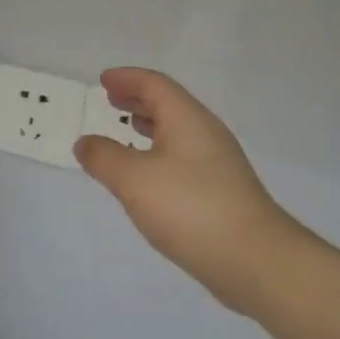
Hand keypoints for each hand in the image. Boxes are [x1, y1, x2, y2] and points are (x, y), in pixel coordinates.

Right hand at [73, 68, 306, 309]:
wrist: (253, 259)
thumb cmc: (189, 207)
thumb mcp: (133, 178)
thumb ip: (104, 156)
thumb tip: (85, 142)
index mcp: (187, 119)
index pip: (155, 85)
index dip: (127, 78)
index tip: (103, 80)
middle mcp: (206, 134)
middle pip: (169, 104)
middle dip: (138, 99)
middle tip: (110, 100)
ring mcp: (217, 164)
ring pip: (177, 132)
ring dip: (149, 125)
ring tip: (126, 129)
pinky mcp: (221, 192)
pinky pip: (182, 157)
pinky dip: (158, 152)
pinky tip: (147, 174)